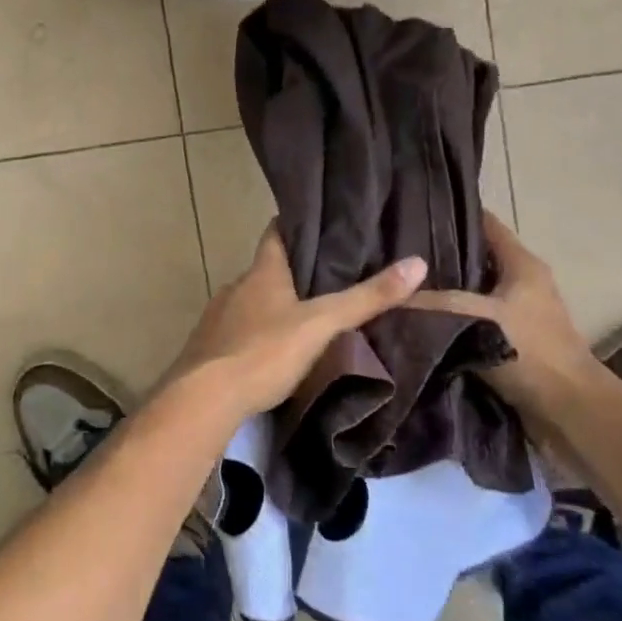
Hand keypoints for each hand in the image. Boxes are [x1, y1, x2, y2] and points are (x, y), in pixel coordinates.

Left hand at [165, 224, 426, 419]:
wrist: (204, 398)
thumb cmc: (264, 352)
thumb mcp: (322, 325)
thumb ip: (366, 298)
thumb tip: (417, 263)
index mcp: (262, 273)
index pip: (275, 233)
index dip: (294, 224)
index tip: (317, 222)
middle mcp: (236, 287)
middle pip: (266, 270)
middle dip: (292, 272)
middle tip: (327, 277)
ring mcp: (218, 317)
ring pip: (252, 302)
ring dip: (274, 305)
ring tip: (306, 316)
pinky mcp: (209, 348)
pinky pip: (238, 331)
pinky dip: (257, 333)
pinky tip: (273, 351)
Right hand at [407, 213, 594, 414]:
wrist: (571, 414)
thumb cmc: (529, 352)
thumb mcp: (473, 317)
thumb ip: (430, 303)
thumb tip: (384, 297)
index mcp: (521, 263)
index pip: (483, 223)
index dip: (451, 214)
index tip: (410, 211)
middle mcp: (521, 282)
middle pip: (473, 258)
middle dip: (437, 256)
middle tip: (393, 253)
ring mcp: (518, 315)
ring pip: (470, 292)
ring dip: (441, 292)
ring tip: (398, 287)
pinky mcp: (510, 344)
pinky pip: (471, 321)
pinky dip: (450, 321)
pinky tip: (418, 324)